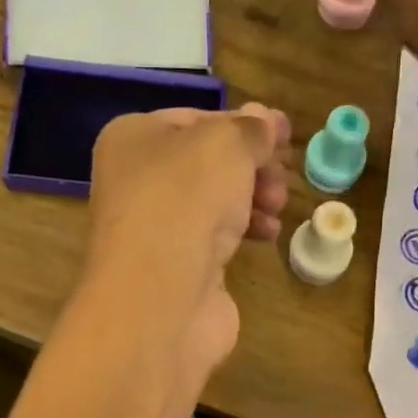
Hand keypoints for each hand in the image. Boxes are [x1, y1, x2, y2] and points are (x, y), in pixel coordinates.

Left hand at [76, 104, 291, 380]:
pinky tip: (269, 233)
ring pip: (214, 201)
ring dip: (254, 198)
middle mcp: (138, 181)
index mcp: (133, 139)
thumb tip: (266, 118)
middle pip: (208, 163)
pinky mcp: (178, 268)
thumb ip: (251, 130)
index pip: (196, 119)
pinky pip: (216, 237)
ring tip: (279, 205)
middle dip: (252, 166)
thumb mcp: (225, 146)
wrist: (160, 299)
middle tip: (283, 174)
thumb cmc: (185, 202)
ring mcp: (157, 229)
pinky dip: (245, 230)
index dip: (242, 124)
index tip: (282, 135)